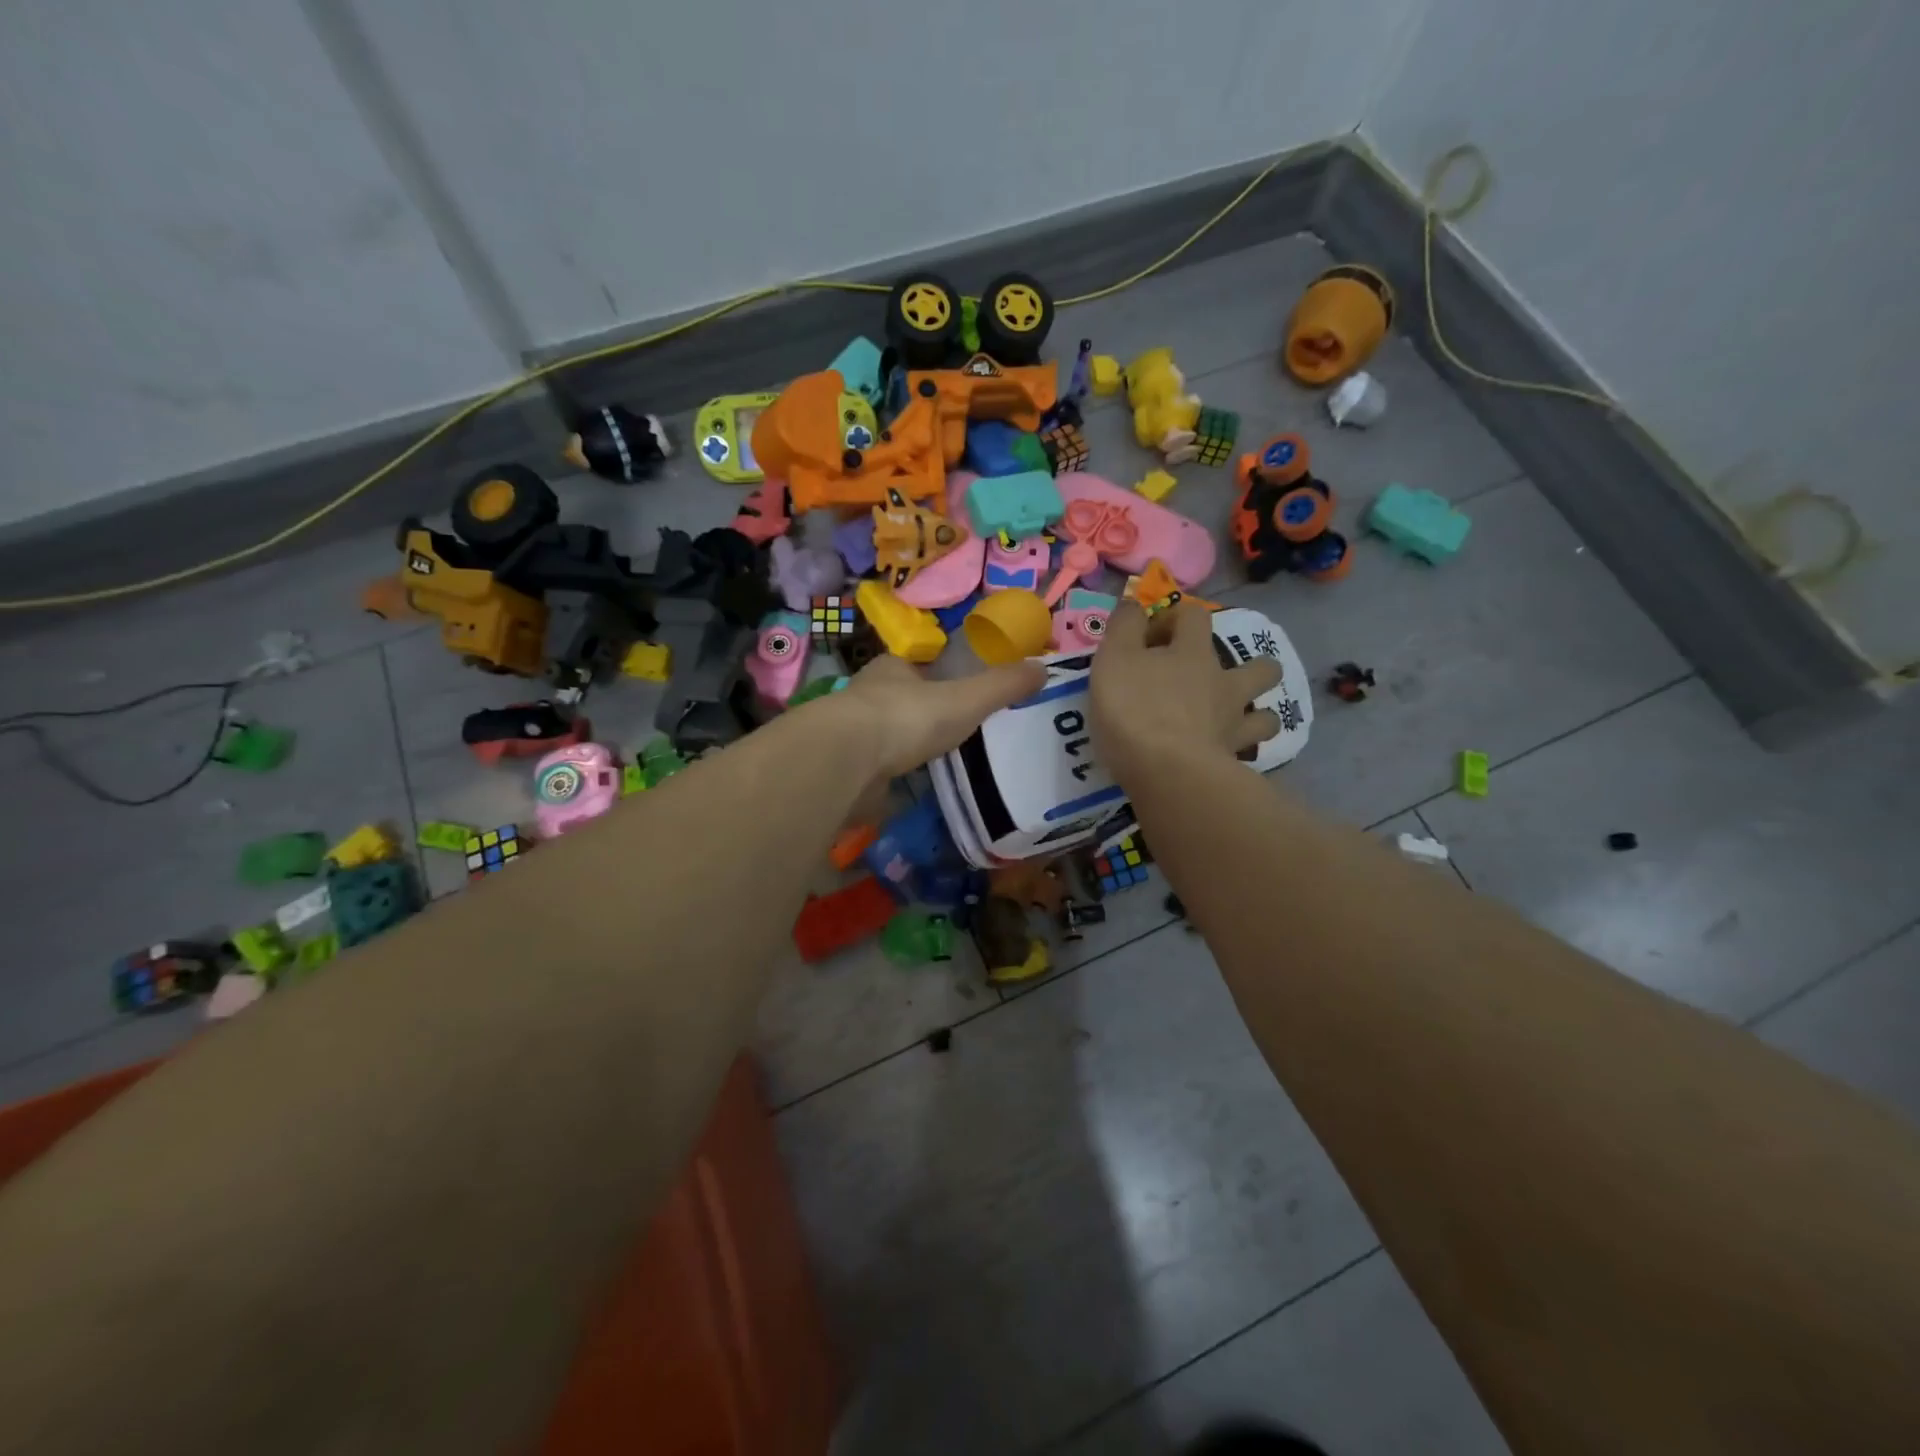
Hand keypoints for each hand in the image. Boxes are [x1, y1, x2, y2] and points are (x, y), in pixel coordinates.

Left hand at [828, 653, 1046, 781]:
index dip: (936, 673)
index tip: (957, 689)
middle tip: (953, 729)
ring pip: (885, 734)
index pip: (916, 664)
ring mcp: (853, 734)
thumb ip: (1002, 686)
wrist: (848, 761)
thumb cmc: (907, 717)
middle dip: (921, 711)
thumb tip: (1044, 668)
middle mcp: (867, 696)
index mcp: (893, 668)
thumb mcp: (966, 698)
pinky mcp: (847, 769)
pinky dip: (893, 775)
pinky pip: (876, 769)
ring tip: (937, 759)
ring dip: (905, 744)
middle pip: (900, 699)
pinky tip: (911, 785)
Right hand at [1091, 600, 1280, 783]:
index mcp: (1193, 652)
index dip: (1174, 618)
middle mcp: (1223, 683)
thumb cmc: (1134, 709)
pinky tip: (1230, 755)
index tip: (1149, 638)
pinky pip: (1250, 753)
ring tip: (1235, 720)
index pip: (1194, 616)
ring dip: (1256, 712)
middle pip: (1258, 666)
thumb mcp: (1114, 658)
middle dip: (1247, 666)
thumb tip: (1134, 605)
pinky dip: (1243, 752)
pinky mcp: (1233, 761)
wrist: (1167, 771)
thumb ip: (1124, 626)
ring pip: (1266, 714)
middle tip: (1214, 680)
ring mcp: (1234, 724)